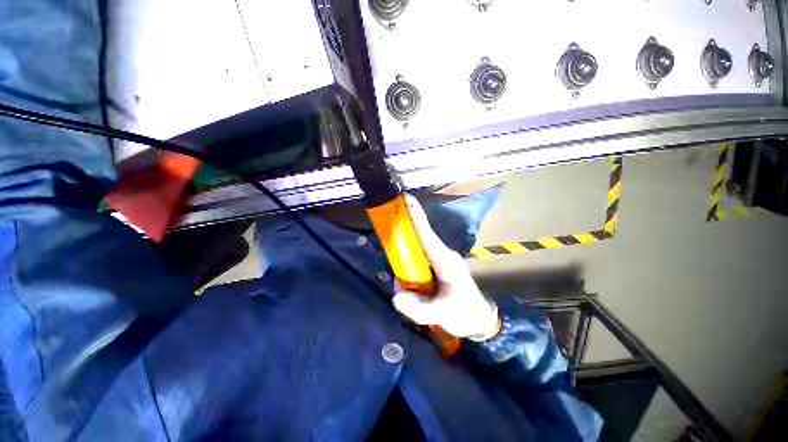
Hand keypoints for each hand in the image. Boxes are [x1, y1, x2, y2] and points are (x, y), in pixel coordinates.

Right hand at [392, 194, 499, 341]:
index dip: (415, 216)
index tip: (405, 198)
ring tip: (399, 271)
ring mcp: (438, 260)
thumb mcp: (442, 314)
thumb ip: (418, 307)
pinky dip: (407, 263)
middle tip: (386, 230)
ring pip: (416, 249)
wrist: (479, 319)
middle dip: (403, 229)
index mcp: (446, 259)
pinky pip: (417, 259)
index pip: (426, 234)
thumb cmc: (465, 313)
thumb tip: (396, 295)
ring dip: (403, 252)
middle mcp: (441, 254)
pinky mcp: (435, 267)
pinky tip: (404, 278)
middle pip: (418, 236)